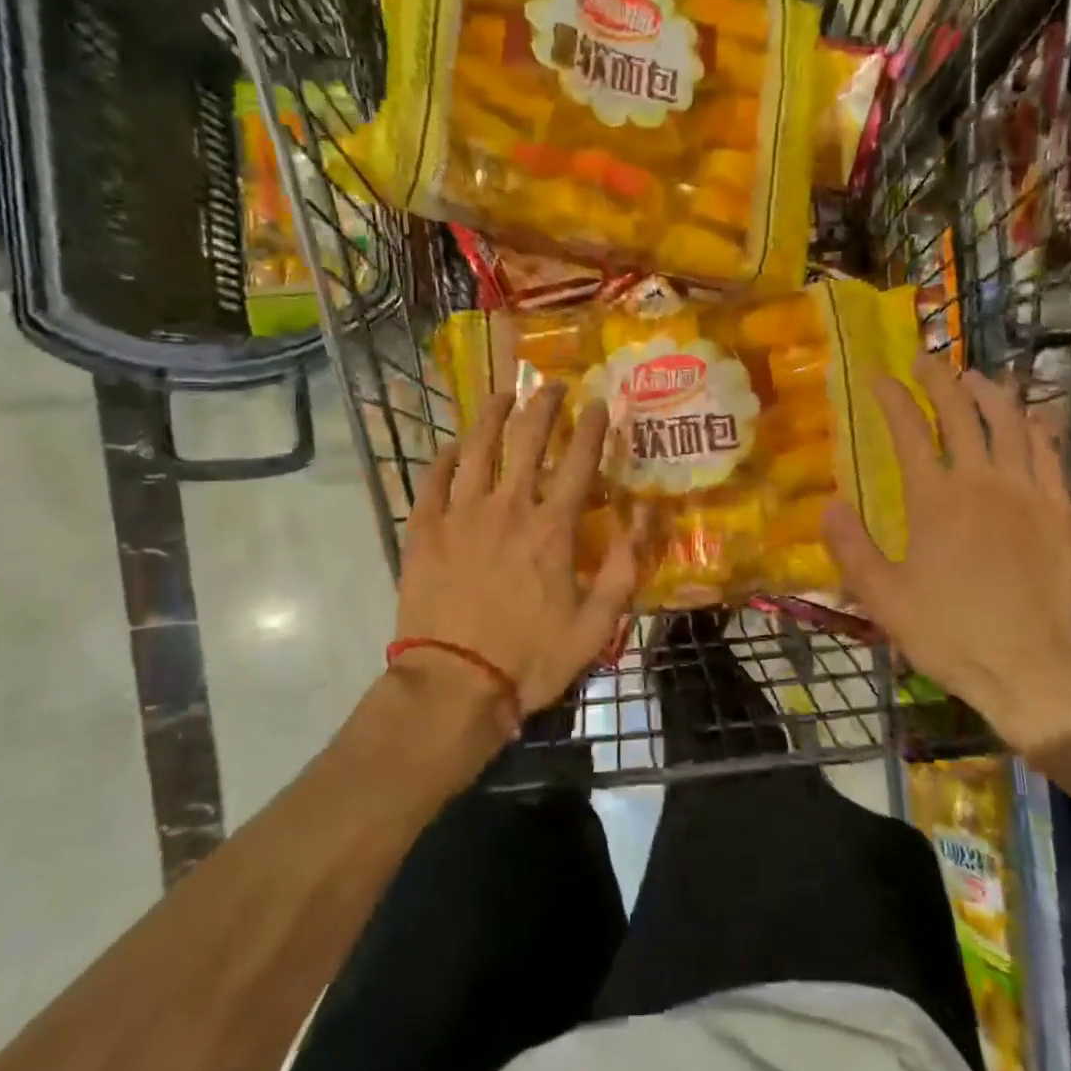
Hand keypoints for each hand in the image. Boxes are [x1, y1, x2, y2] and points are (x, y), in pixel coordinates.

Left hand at [394, 383, 636, 728]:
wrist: (454, 685)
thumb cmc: (531, 658)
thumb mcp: (597, 623)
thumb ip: (625, 567)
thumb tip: (646, 515)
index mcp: (552, 529)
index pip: (579, 462)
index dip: (592, 428)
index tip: (600, 402)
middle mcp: (508, 507)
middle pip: (527, 441)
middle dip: (543, 407)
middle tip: (551, 385)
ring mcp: (460, 515)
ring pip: (478, 449)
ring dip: (493, 417)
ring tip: (503, 394)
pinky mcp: (423, 530)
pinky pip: (433, 480)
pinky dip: (444, 457)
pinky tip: (452, 445)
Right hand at [822, 355, 1070, 755]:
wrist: (1032, 669)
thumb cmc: (950, 634)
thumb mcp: (883, 598)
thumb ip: (851, 547)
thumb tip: (829, 504)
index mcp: (937, 500)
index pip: (909, 430)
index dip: (890, 397)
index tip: (875, 376)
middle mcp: (985, 482)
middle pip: (962, 413)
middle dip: (939, 379)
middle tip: (924, 360)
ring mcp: (1031, 493)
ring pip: (1013, 423)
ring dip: (990, 393)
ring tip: (974, 377)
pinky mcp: (1064, 511)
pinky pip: (1051, 453)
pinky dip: (1035, 426)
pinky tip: (1027, 421)